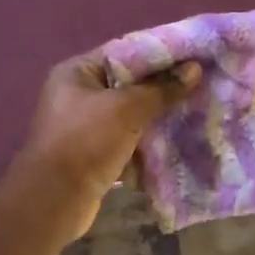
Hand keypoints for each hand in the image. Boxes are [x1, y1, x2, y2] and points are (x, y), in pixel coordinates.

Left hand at [14, 49, 201, 243]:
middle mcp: (79, 96)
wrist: (53, 201)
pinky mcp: (95, 155)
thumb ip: (161, 89)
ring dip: (160, 118)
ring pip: (132, 116)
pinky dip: (150, 144)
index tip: (193, 57)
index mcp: (77, 72)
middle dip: (164, 89)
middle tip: (200, 86)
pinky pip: (129, 142)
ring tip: (196, 113)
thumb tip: (195, 69)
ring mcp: (86, 128)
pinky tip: (179, 143)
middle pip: (130, 85)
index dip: (160, 55)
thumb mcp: (126, 109)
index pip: (125, 53)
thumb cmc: (85, 142)